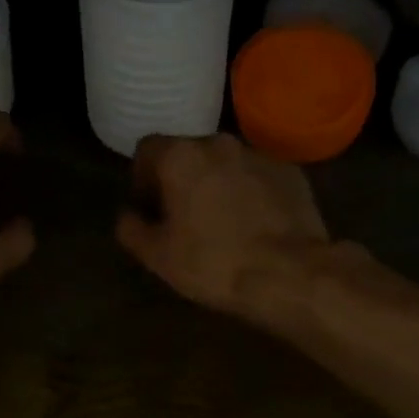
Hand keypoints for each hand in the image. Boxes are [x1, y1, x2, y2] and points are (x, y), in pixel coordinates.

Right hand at [115, 133, 331, 317]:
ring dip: (216, 184)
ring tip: (221, 222)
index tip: (149, 208)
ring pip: (225, 164)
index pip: (147, 149)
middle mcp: (219, 143)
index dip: (142, 178)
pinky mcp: (291, 172)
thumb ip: (131, 229)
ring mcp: (259, 155)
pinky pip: (257, 177)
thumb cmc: (214, 263)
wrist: (290, 274)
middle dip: (181, 179)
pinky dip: (249, 192)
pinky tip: (253, 225)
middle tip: (182, 217)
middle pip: (188, 153)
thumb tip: (127, 215)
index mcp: (180, 156)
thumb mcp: (158, 256)